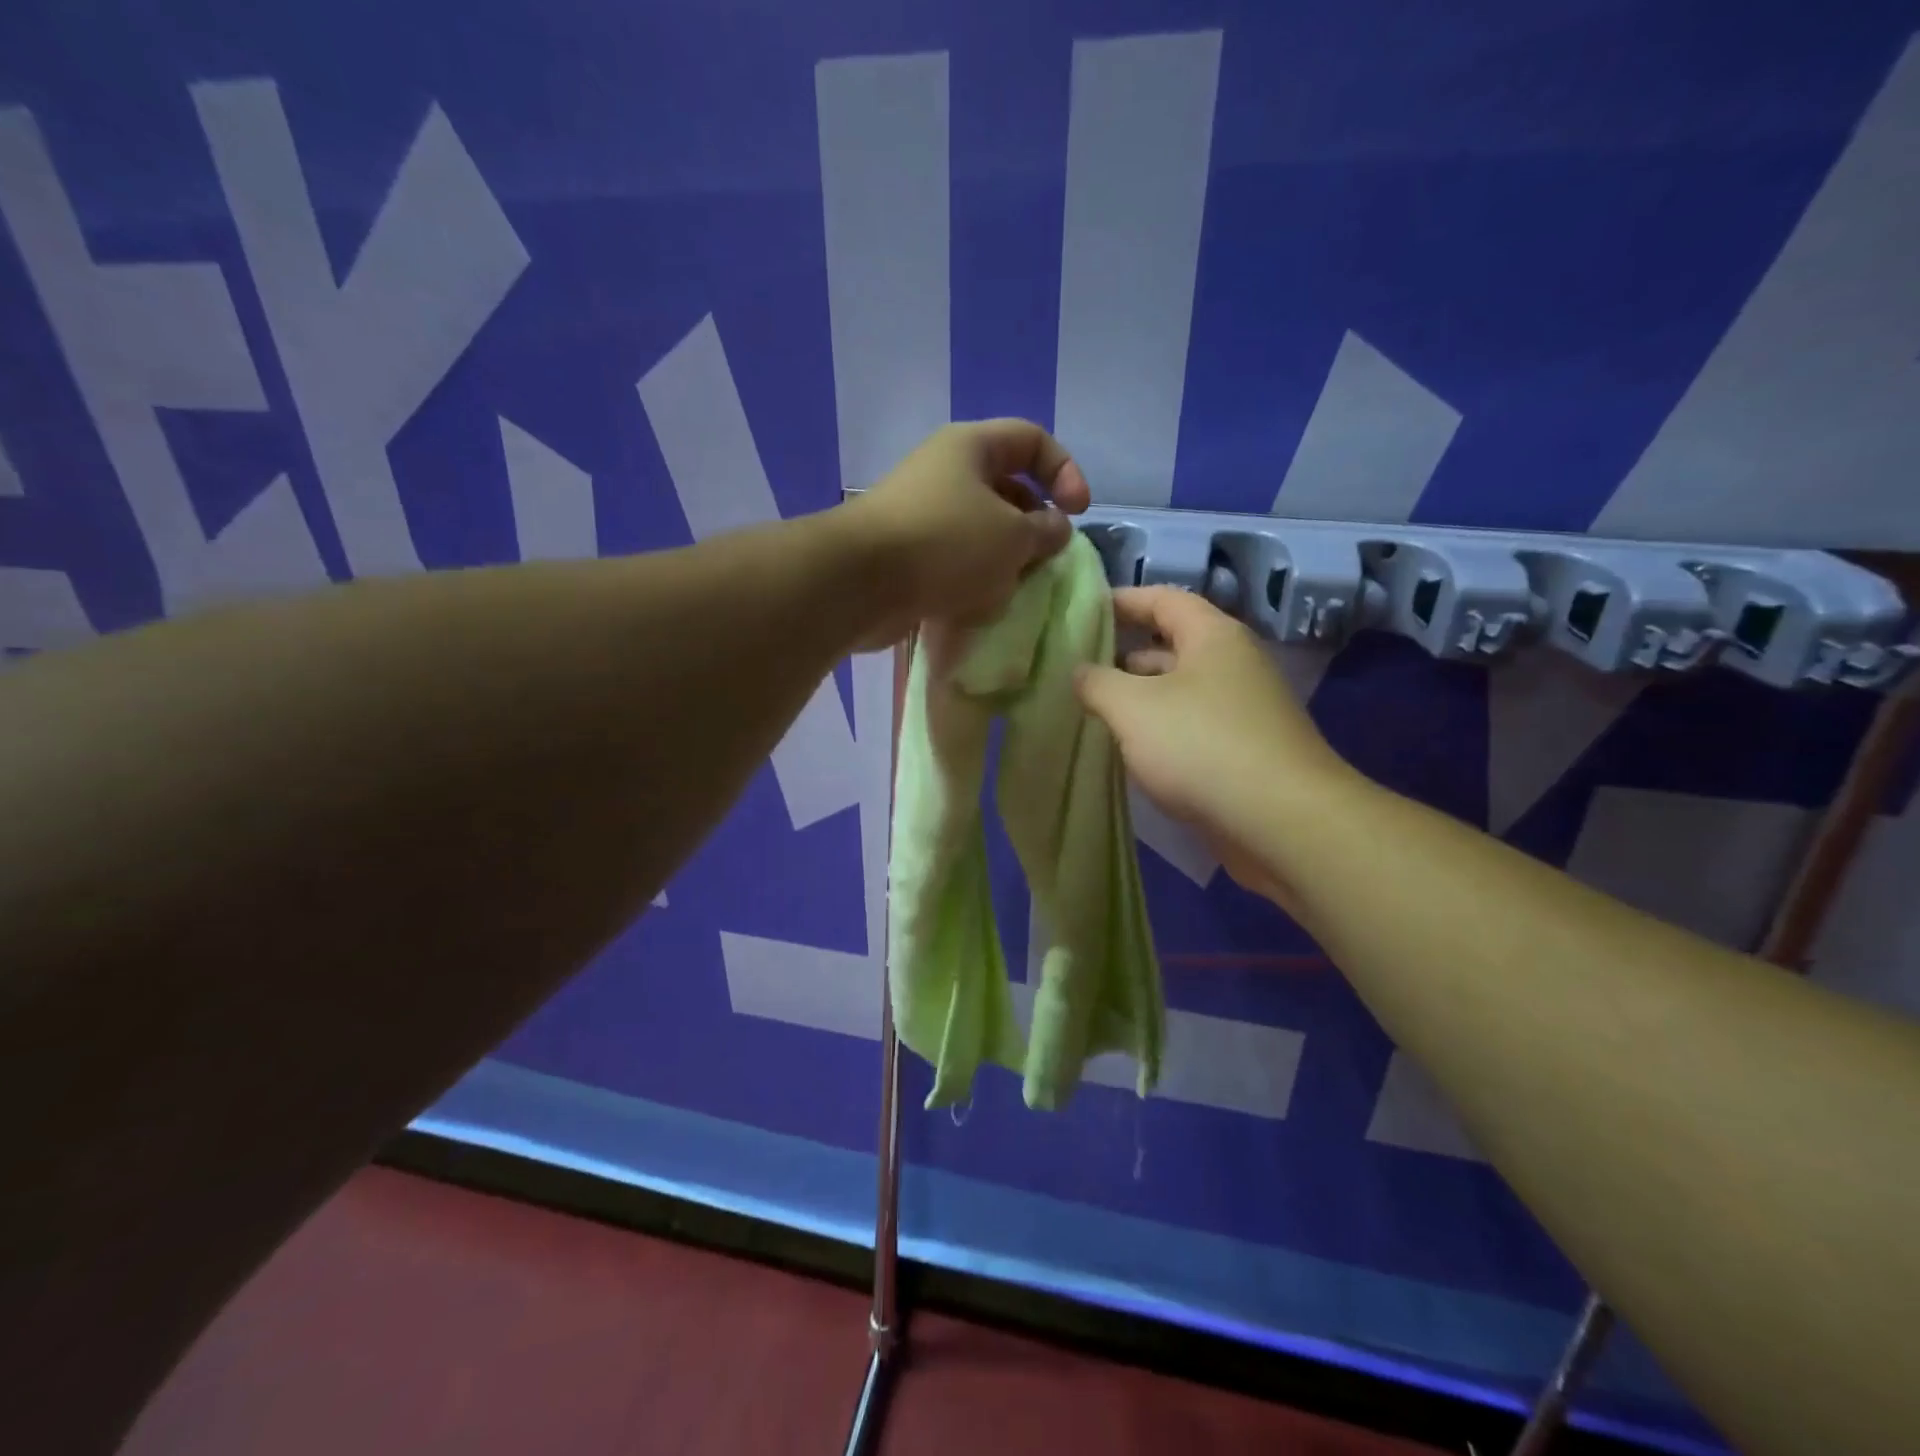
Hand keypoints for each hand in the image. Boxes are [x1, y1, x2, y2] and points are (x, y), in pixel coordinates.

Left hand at [841, 420, 1089, 646]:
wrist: (861, 585)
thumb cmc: (946, 544)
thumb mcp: (1013, 536)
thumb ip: (1046, 530)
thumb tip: (1055, 529)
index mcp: (971, 448)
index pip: (1032, 440)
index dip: (1064, 470)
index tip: (1078, 512)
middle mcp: (945, 473)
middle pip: (1007, 489)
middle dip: (1033, 526)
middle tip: (1044, 558)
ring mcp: (923, 515)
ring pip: (982, 532)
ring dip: (1004, 561)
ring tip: (1010, 587)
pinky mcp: (909, 556)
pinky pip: (955, 562)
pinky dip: (973, 582)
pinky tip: (979, 606)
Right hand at [1074, 587, 1351, 902]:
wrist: (1281, 822)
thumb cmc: (1201, 746)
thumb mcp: (1132, 707)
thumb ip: (1097, 682)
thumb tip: (1080, 672)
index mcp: (1213, 636)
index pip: (1163, 599)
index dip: (1122, 601)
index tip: (1083, 612)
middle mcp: (1233, 665)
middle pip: (1171, 645)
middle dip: (1124, 655)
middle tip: (1078, 669)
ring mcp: (1242, 710)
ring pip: (1179, 692)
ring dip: (1139, 698)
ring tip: (1093, 711)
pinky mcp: (1243, 752)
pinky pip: (1191, 727)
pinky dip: (1159, 731)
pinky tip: (1129, 750)